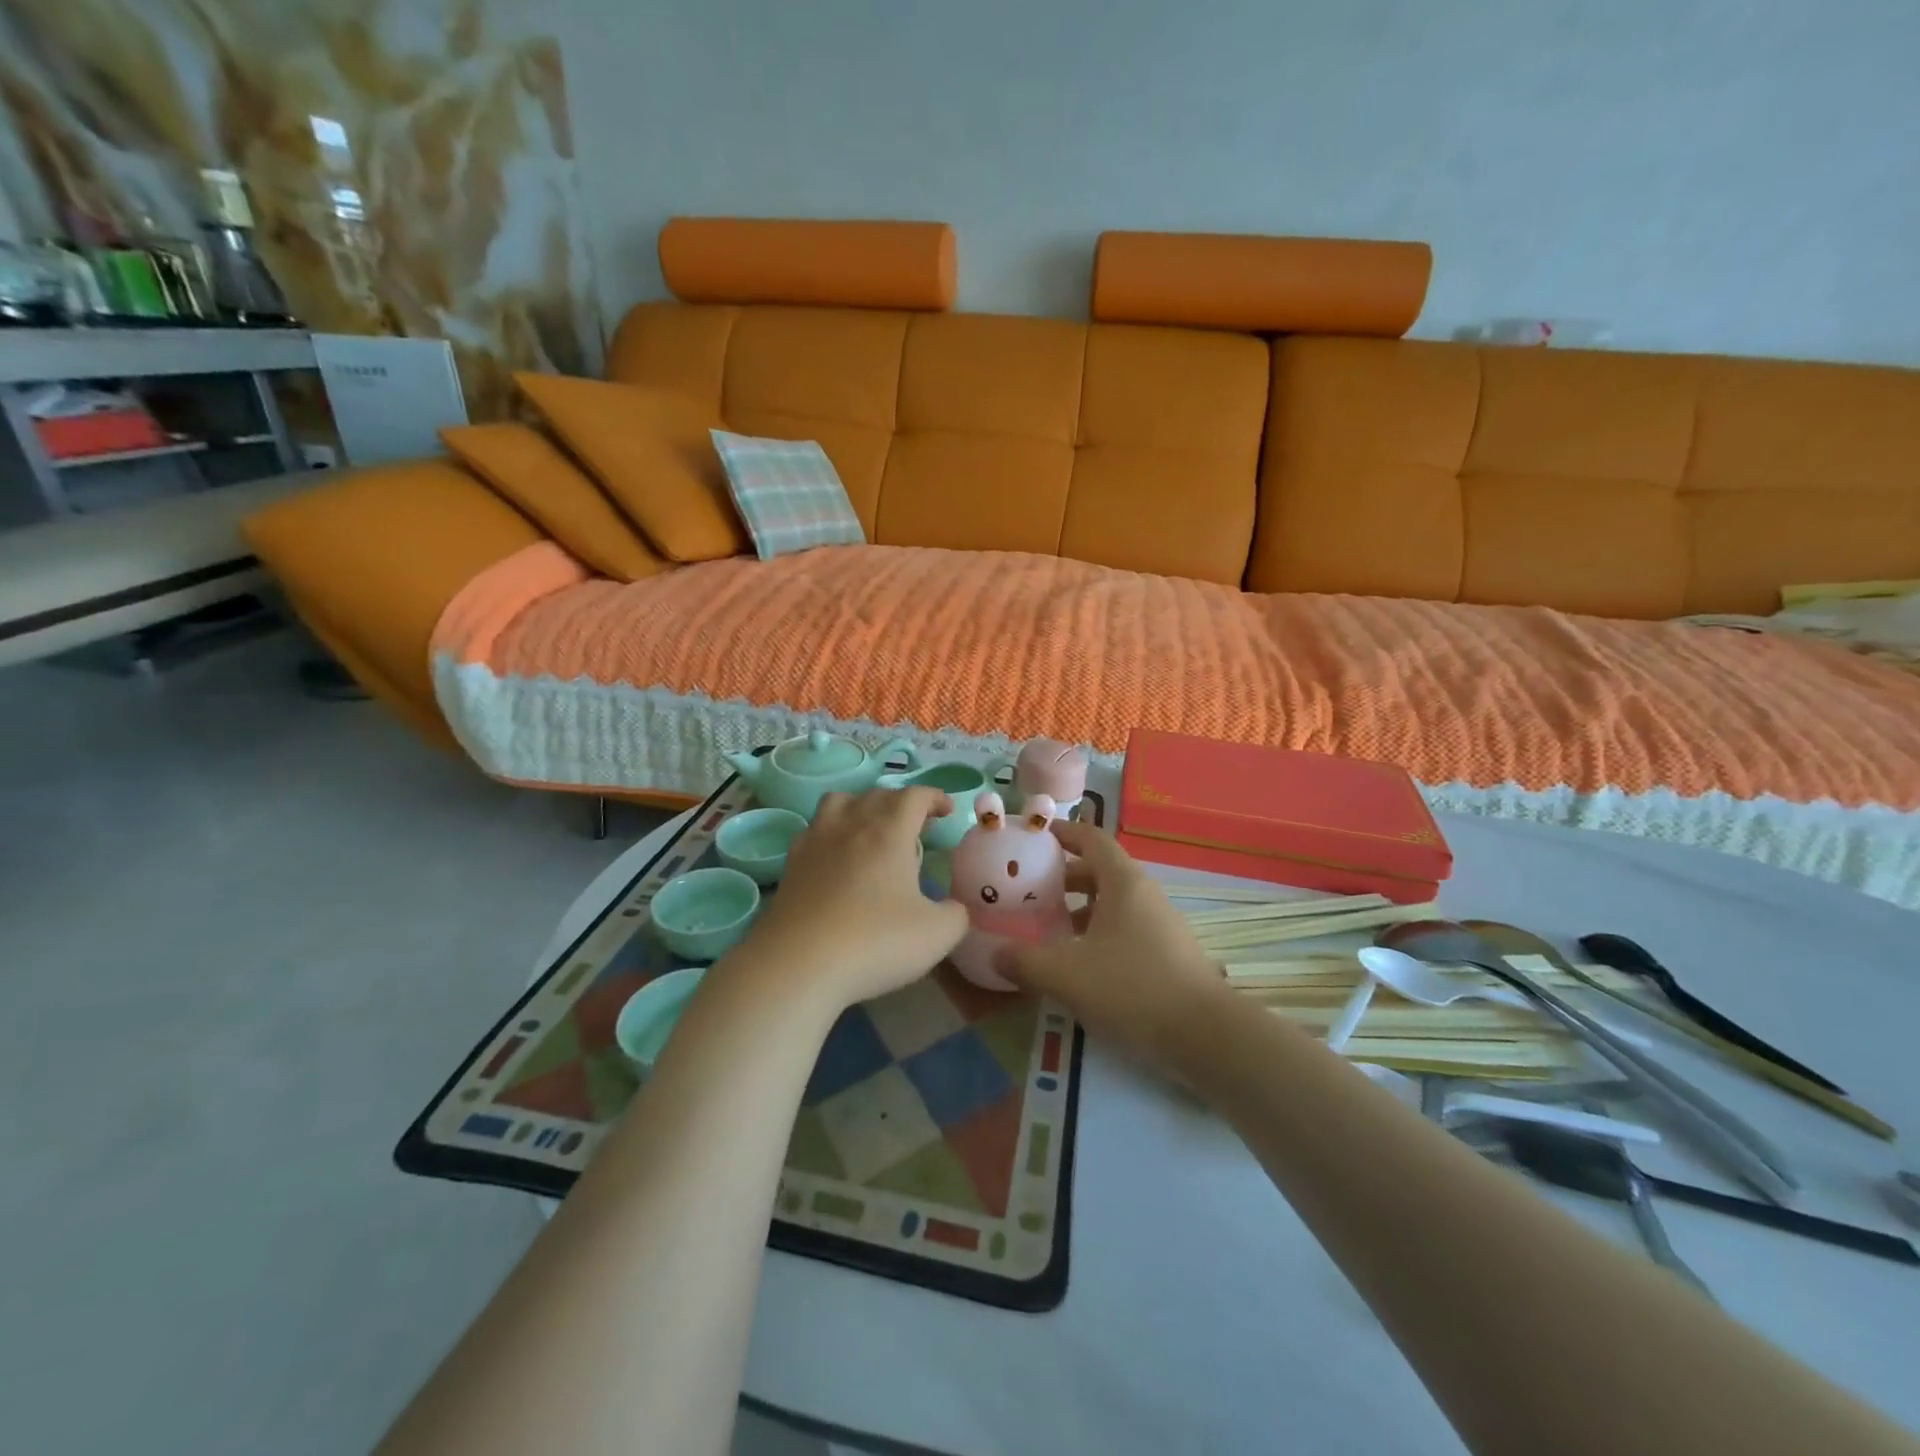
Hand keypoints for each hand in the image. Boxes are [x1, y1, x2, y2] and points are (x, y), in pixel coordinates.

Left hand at [744, 787, 968, 1007]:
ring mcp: (816, 841)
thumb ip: (955, 915)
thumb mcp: (937, 935)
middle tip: (915, 827)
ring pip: (838, 802)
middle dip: (901, 803)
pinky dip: (831, 832)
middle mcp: (851, 824)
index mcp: (890, 832)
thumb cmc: (875, 942)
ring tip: (871, 830)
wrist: (798, 965)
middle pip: (877, 794)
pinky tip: (836, 858)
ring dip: (860, 806)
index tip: (947, 811)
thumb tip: (954, 908)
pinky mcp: (791, 863)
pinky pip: (814, 830)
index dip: (935, 797)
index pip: (915, 796)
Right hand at [996, 820, 1229, 1077]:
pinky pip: (1126, 928)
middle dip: (1065, 877)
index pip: (1092, 839)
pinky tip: (1081, 964)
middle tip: (1031, 890)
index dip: (1063, 832)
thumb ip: (1025, 962)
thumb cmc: (1133, 988)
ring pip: (1114, 903)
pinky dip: (1099, 933)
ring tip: (1050, 928)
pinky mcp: (1168, 953)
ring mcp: (1161, 924)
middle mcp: (1145, 894)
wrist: (1207, 1036)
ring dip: (1081, 909)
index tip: (1036, 835)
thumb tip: (996, 954)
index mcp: (1123, 883)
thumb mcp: (1067, 975)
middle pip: (1101, 871)